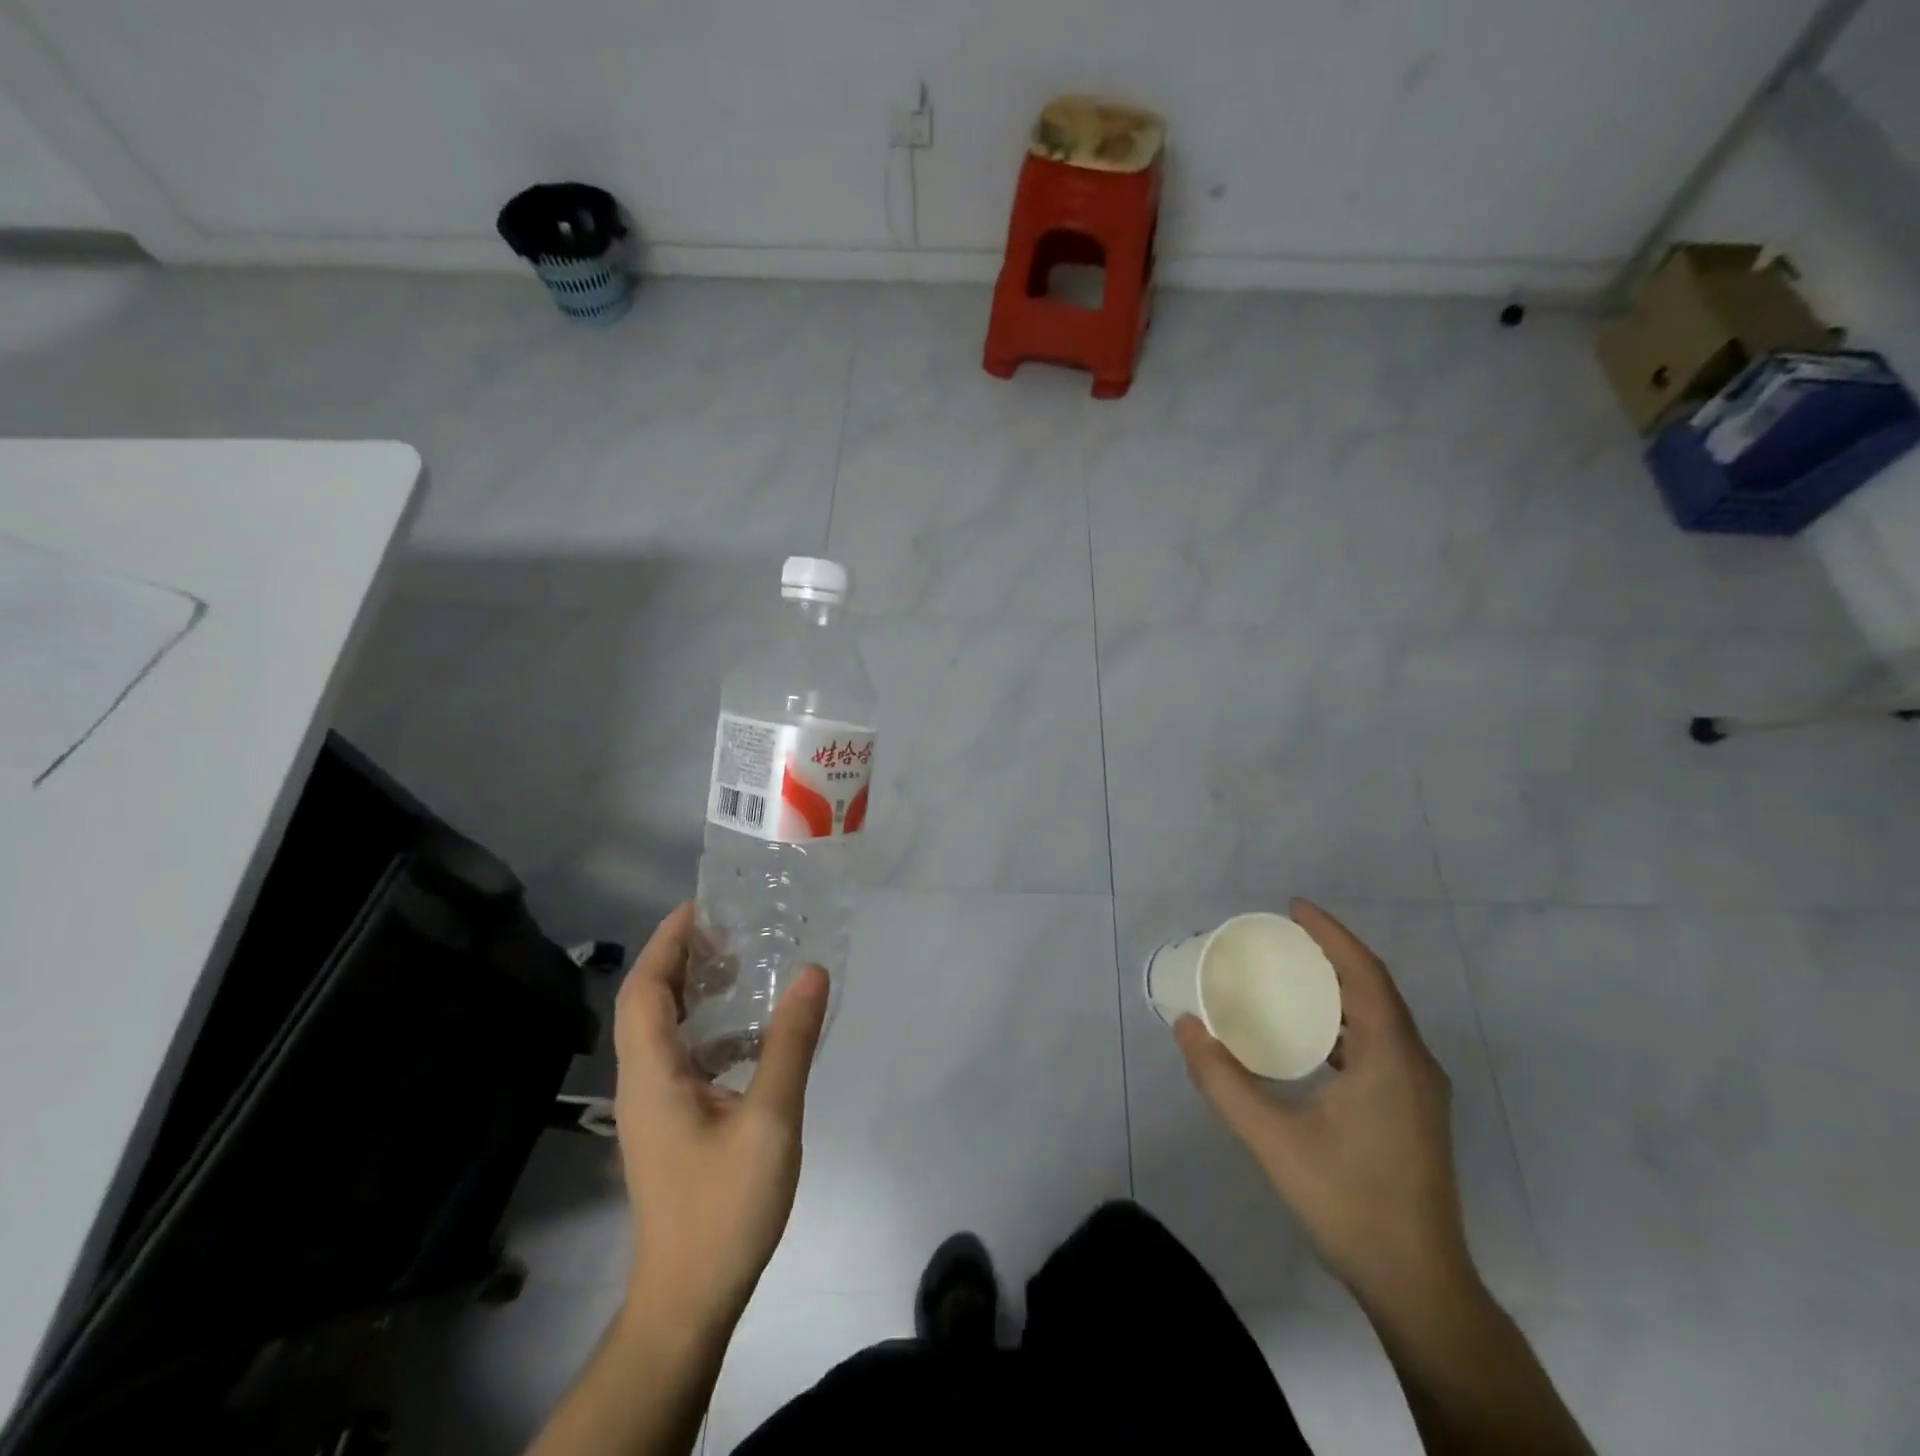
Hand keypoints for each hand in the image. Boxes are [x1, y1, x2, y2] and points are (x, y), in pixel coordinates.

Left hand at [612, 902, 829, 1330]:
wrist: (689, 1299)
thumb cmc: (724, 1207)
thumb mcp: (770, 1119)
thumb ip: (790, 1042)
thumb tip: (811, 972)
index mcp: (652, 1074)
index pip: (645, 989)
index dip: (667, 942)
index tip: (702, 906)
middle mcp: (643, 1082)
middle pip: (649, 1003)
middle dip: (681, 958)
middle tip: (730, 926)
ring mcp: (654, 1107)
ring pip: (664, 1031)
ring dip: (694, 992)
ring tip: (742, 966)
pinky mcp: (670, 1126)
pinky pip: (682, 1058)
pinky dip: (710, 1030)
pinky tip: (752, 1035)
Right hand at [1174, 899, 1473, 1312]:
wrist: (1418, 1286)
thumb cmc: (1348, 1203)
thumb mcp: (1273, 1139)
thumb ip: (1222, 1080)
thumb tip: (1186, 1026)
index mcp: (1393, 1058)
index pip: (1365, 974)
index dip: (1330, 934)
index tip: (1292, 907)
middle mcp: (1415, 1063)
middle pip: (1374, 988)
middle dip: (1329, 954)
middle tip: (1279, 937)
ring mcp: (1420, 1089)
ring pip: (1379, 1017)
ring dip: (1338, 987)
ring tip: (1289, 974)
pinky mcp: (1413, 1110)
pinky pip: (1379, 1042)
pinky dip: (1344, 1021)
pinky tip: (1309, 1035)